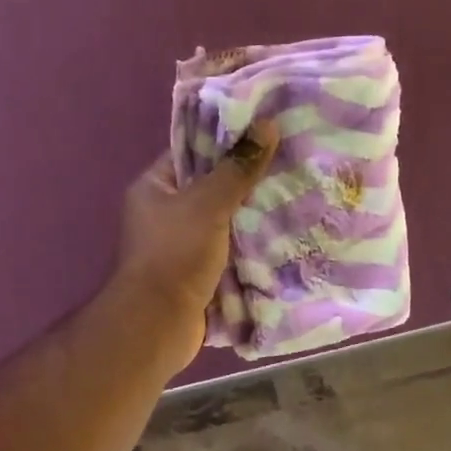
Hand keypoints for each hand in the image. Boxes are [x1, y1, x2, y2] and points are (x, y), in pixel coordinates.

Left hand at [114, 119, 279, 369]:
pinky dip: (251, 247)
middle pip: (211, 188)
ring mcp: (181, 247)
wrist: (159, 324)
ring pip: (224, 222)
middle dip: (248, 181)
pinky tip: (284, 236)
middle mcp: (164, 214)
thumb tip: (267, 125)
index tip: (266, 132)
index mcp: (154, 187)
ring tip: (295, 195)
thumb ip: (237, 168)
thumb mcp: (208, 204)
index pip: (192, 151)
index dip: (227, 140)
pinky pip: (229, 252)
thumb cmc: (175, 255)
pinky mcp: (198, 275)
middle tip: (290, 164)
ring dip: (253, 217)